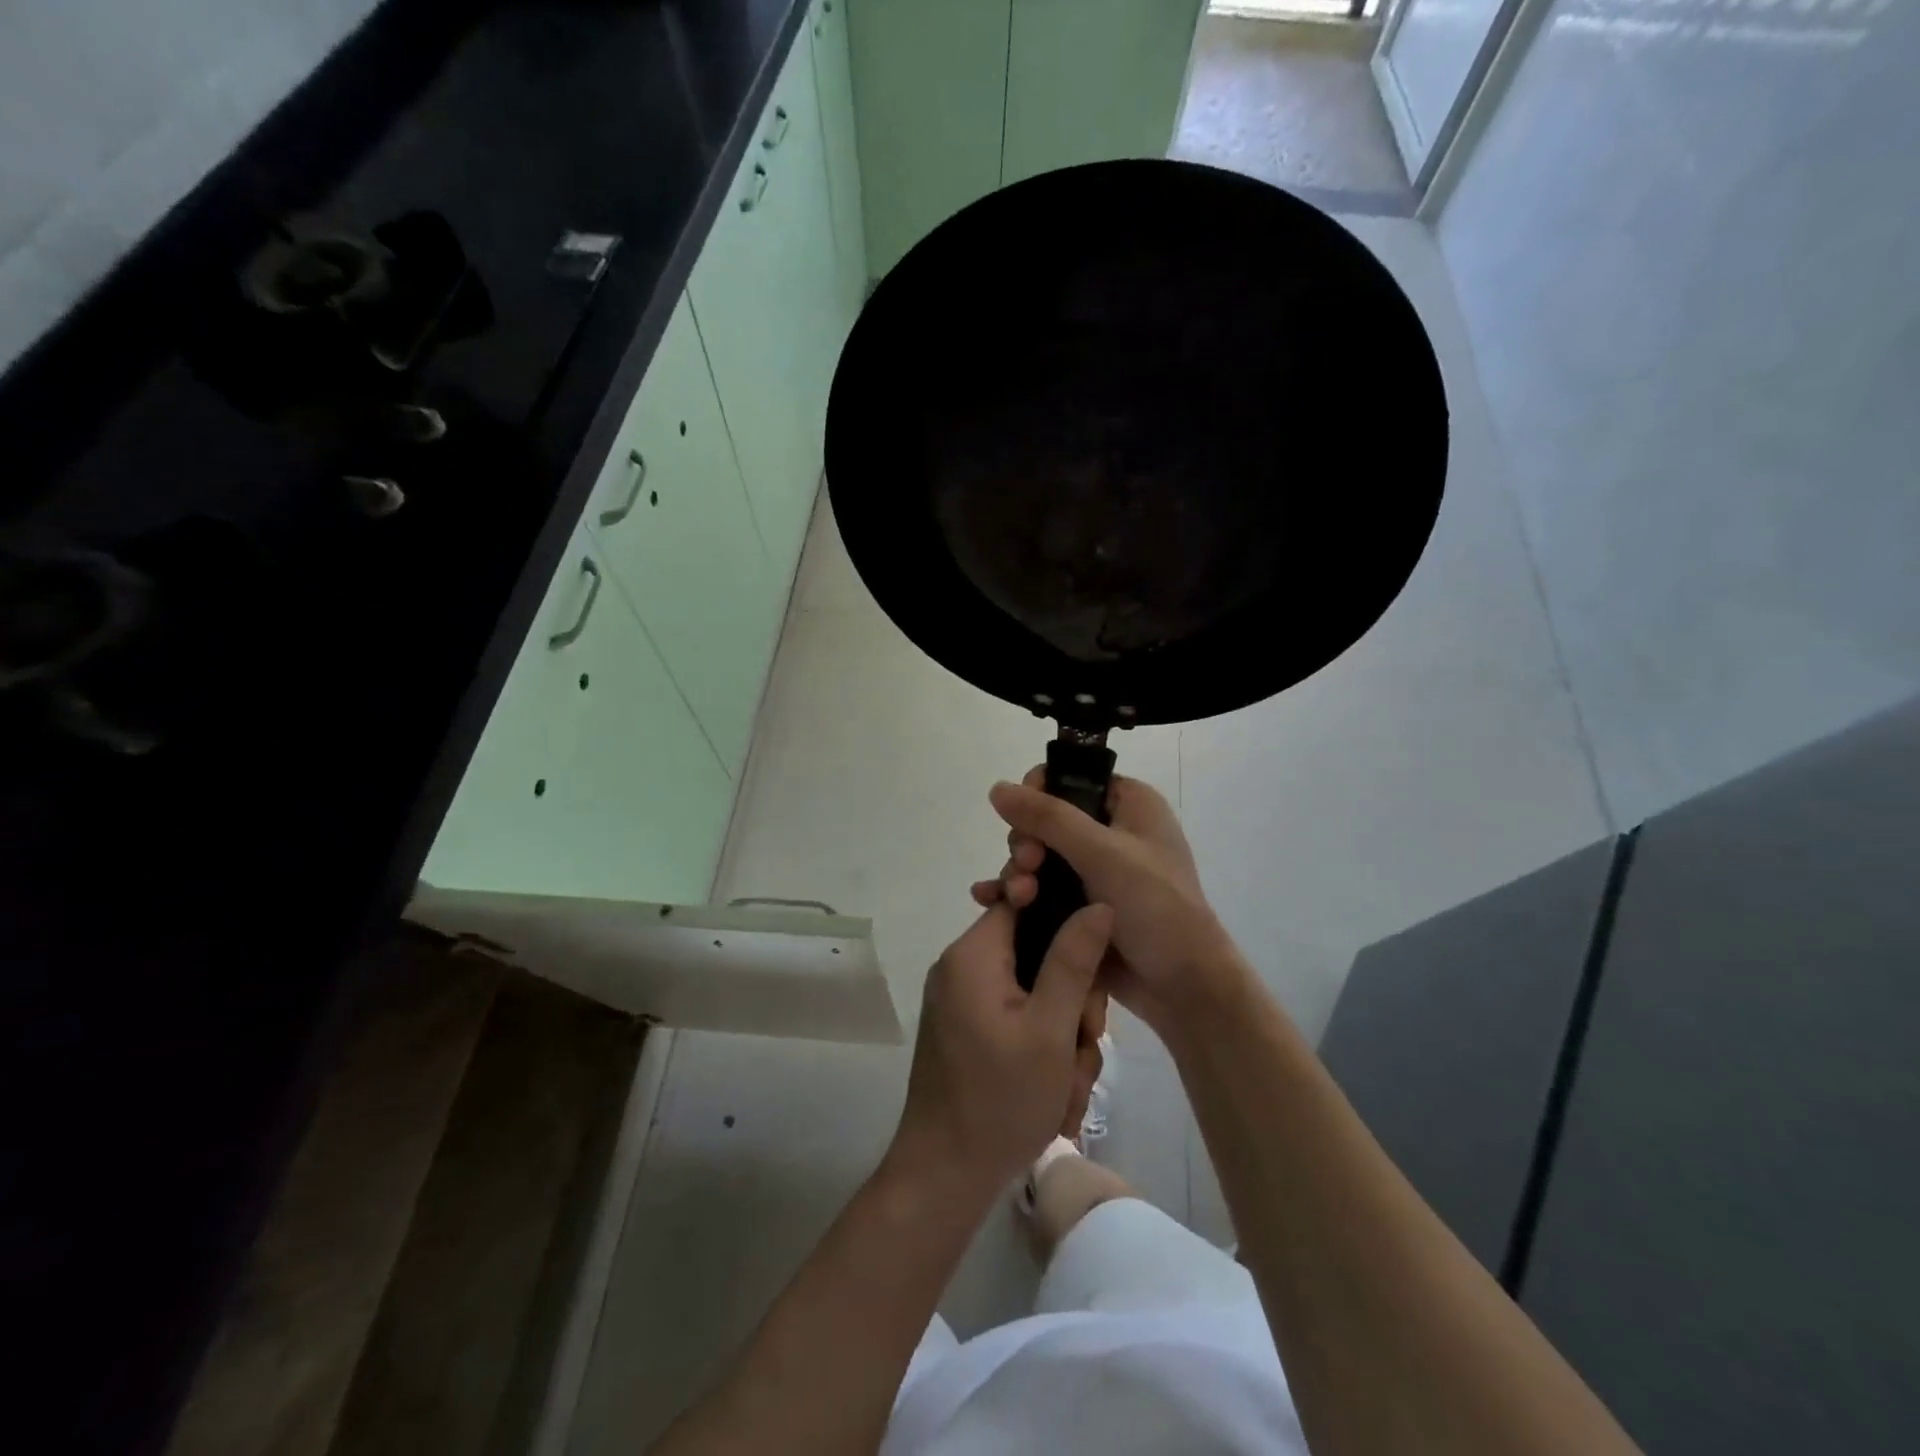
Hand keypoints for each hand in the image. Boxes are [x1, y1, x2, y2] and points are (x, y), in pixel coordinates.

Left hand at [891, 900, 1113, 1195]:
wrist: (943, 1176)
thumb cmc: (1000, 1100)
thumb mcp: (1051, 1029)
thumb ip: (1074, 960)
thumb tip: (1098, 903)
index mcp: (974, 954)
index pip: (1025, 902)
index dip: (1067, 923)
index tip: (1092, 970)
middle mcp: (963, 967)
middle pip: (1036, 953)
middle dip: (1072, 1000)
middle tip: (1084, 1044)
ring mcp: (963, 1001)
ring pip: (1035, 993)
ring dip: (1063, 1036)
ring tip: (1068, 1086)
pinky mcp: (968, 1030)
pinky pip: (1018, 1018)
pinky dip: (1042, 1050)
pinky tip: (1055, 1094)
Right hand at [972, 769, 1248, 1039]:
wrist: (1183, 987)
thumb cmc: (1155, 907)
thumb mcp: (1102, 854)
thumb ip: (1048, 818)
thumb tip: (997, 787)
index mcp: (1129, 804)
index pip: (1070, 779)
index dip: (1039, 794)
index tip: (1025, 822)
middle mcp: (1112, 831)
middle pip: (1046, 820)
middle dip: (1026, 843)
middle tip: (1027, 867)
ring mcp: (1096, 871)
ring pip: (1039, 856)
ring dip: (1019, 872)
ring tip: (1016, 898)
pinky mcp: (1082, 906)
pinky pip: (1041, 888)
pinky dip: (1017, 892)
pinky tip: (988, 901)